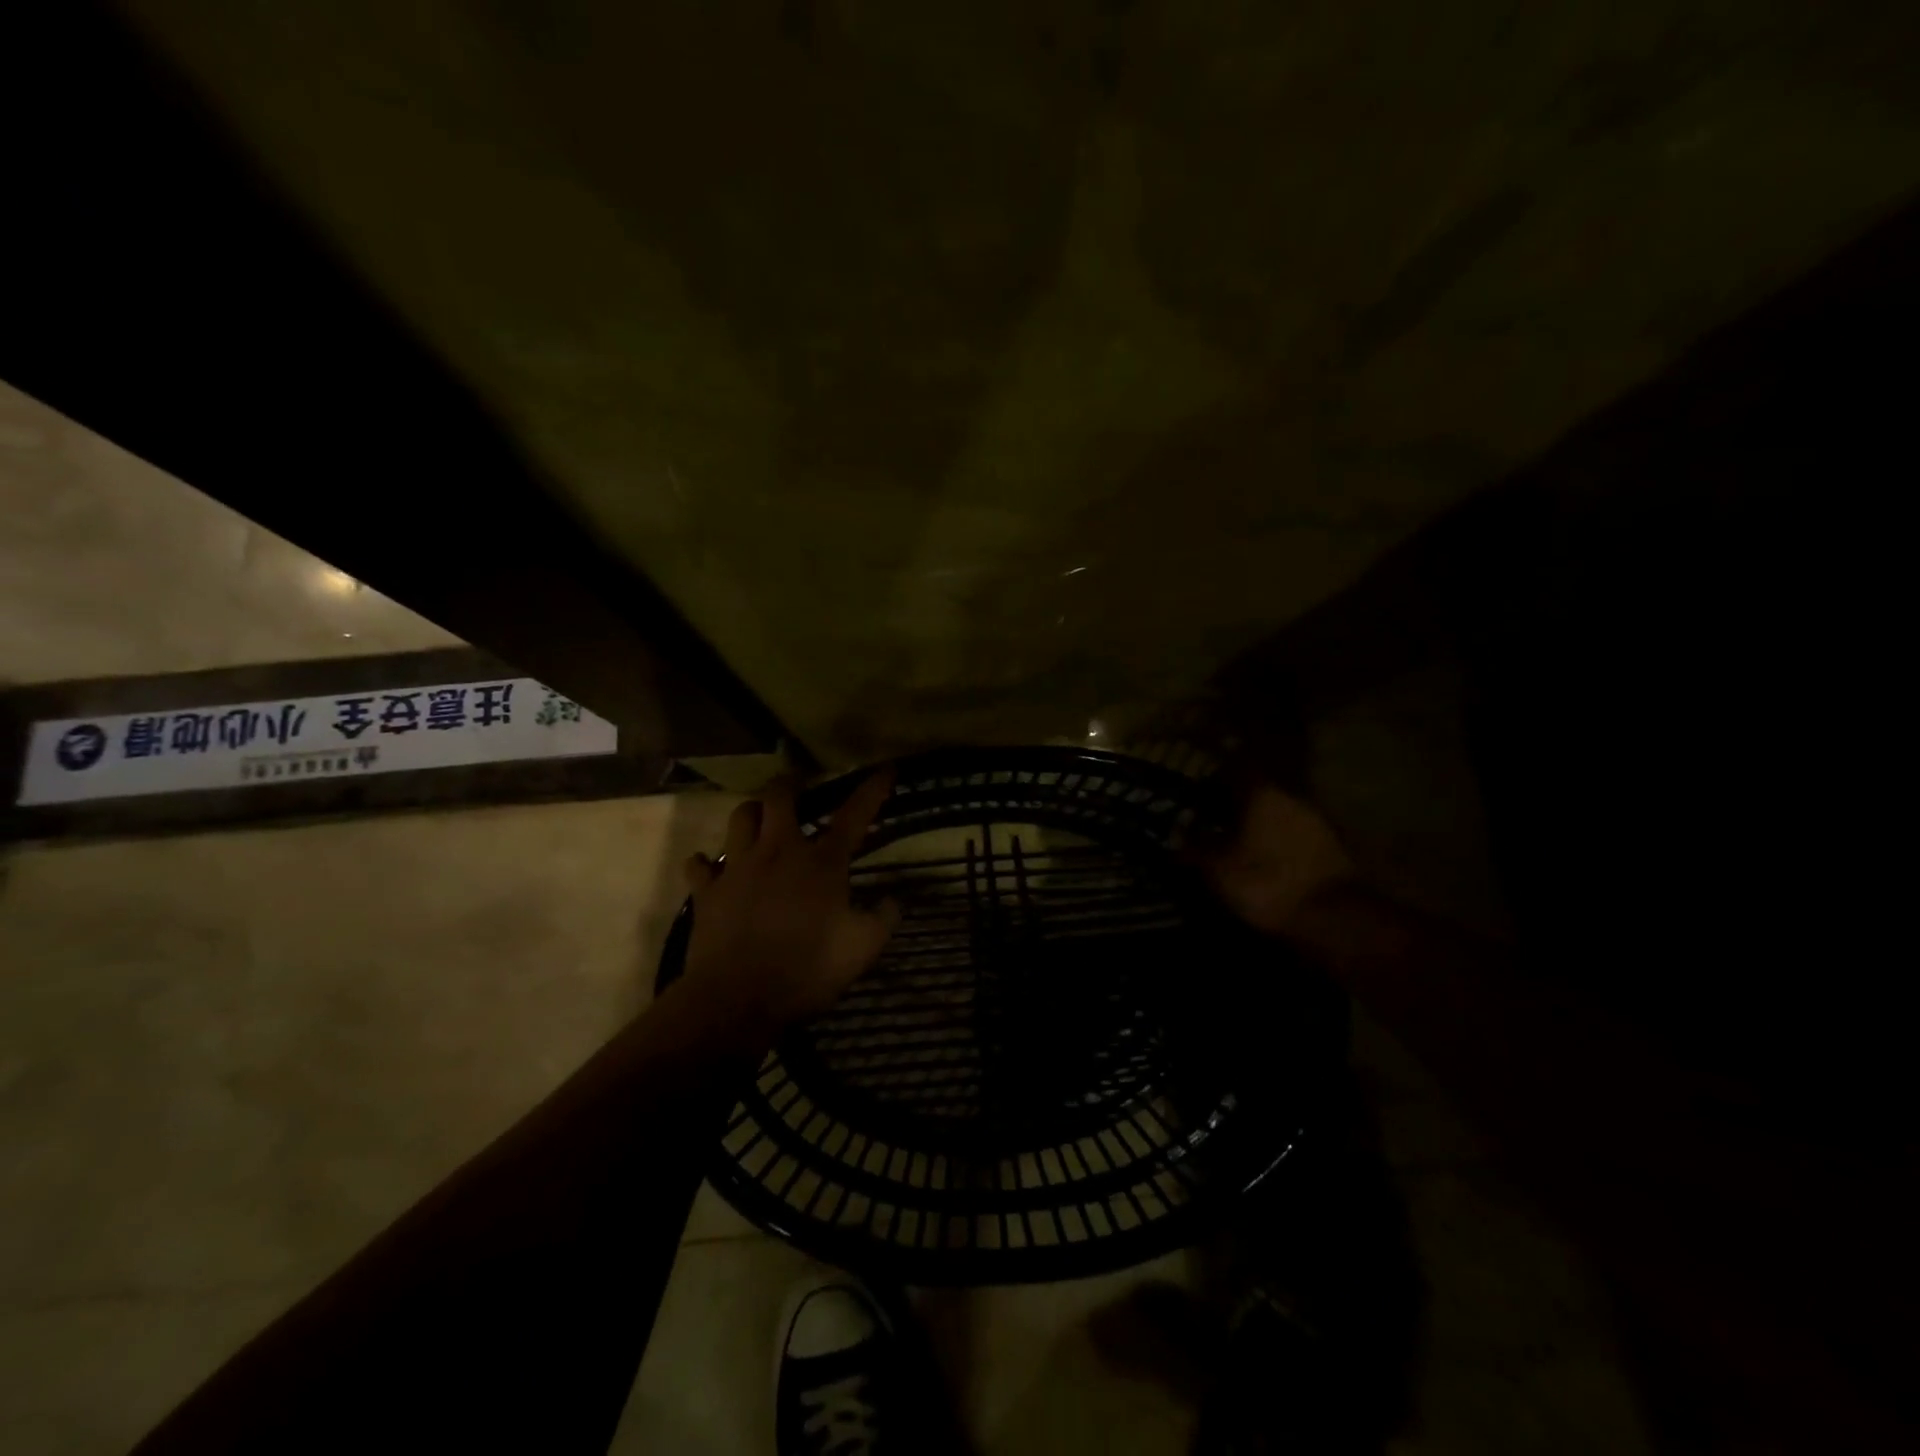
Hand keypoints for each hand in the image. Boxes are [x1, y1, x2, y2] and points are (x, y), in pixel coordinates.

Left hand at [677, 771, 899, 1043]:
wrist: (737, 998)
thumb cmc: (808, 969)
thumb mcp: (863, 948)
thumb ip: (884, 919)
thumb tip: (895, 899)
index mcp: (822, 862)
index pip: (854, 815)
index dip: (872, 790)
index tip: (886, 769)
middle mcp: (779, 851)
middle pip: (779, 797)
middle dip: (790, 784)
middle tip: (798, 787)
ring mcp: (738, 867)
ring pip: (739, 818)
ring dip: (751, 814)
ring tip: (758, 820)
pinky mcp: (707, 891)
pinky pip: (700, 865)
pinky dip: (706, 863)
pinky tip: (710, 869)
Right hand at [1201, 782, 1354, 937]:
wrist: (1335, 920)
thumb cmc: (1267, 883)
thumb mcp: (1217, 868)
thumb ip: (1194, 846)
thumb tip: (1177, 833)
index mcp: (1262, 794)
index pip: (1232, 770)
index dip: (1211, 781)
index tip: (1194, 796)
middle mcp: (1291, 798)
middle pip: (1255, 792)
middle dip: (1232, 806)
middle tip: (1210, 824)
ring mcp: (1316, 822)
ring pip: (1275, 814)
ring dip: (1256, 826)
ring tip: (1234, 847)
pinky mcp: (1332, 848)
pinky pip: (1293, 836)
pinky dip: (1276, 845)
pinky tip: (1263, 863)